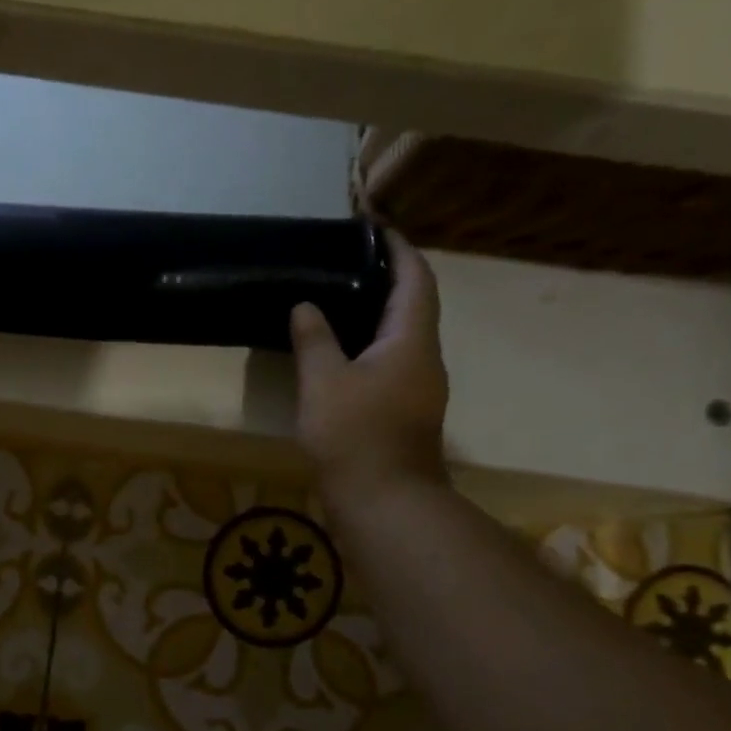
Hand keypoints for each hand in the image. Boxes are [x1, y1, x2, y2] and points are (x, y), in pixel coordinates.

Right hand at [291, 231, 448, 504]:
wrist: (384, 501)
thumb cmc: (355, 435)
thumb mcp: (323, 381)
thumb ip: (314, 339)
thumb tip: (305, 306)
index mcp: (411, 340)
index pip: (416, 280)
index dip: (400, 251)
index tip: (377, 230)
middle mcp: (424, 358)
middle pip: (414, 306)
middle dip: (387, 280)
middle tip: (347, 264)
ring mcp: (419, 388)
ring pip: (402, 338)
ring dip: (378, 315)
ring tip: (339, 301)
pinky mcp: (405, 412)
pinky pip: (392, 363)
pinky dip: (370, 346)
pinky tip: (341, 353)